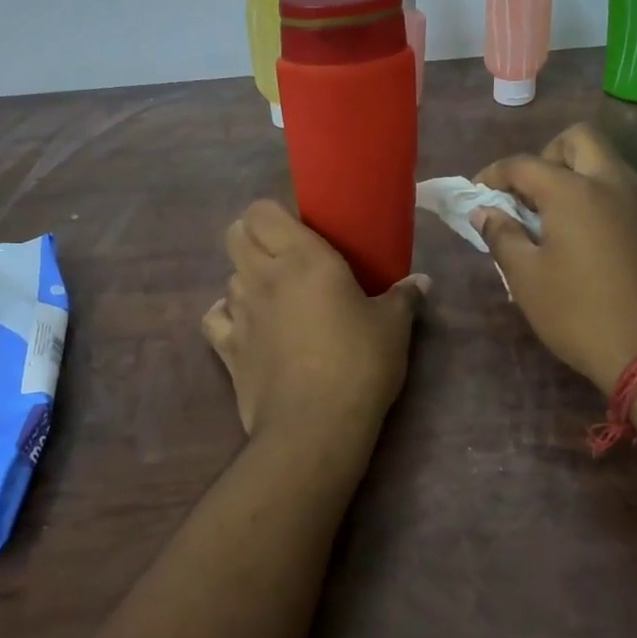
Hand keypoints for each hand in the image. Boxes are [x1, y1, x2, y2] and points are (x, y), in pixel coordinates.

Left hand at [202, 200, 427, 441]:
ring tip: (274, 299)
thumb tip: (421, 282)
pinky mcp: (226, 349)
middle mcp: (262, 276)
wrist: (315, 426)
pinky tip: (246, 328)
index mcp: (301, 257)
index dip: (272, 215)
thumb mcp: (392, 327)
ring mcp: (239, 312)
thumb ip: (403, 298)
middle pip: (235, 235)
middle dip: (252, 238)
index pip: (261, 211)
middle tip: (283, 258)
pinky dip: (226, 317)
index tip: (298, 231)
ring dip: (246, 280)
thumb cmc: (359, 364)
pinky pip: (215, 318)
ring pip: (228, 277)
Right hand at [475, 123, 636, 393]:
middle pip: (578, 139)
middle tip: (527, 194)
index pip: (524, 164)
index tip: (477, 194)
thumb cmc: (578, 313)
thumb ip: (501, 236)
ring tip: (551, 217)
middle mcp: (612, 183)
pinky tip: (582, 236)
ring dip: (574, 174)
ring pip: (606, 162)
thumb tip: (484, 211)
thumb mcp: (526, 278)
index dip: (494, 174)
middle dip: (546, 156)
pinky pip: (622, 189)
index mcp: (574, 191)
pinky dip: (597, 195)